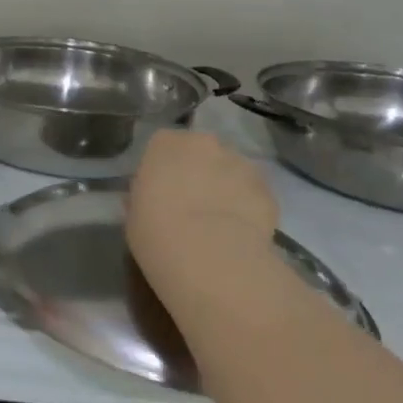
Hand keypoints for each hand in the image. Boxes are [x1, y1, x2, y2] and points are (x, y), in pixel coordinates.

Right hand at [126, 129, 277, 305]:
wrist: (210, 258)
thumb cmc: (156, 231)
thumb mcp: (134, 215)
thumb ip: (143, 197)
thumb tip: (150, 199)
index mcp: (165, 144)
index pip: (163, 145)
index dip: (164, 168)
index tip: (162, 191)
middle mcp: (205, 143)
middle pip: (202, 152)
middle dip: (199, 171)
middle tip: (192, 204)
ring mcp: (241, 164)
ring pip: (231, 171)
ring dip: (226, 187)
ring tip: (219, 223)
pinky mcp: (268, 190)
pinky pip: (253, 195)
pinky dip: (248, 208)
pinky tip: (240, 235)